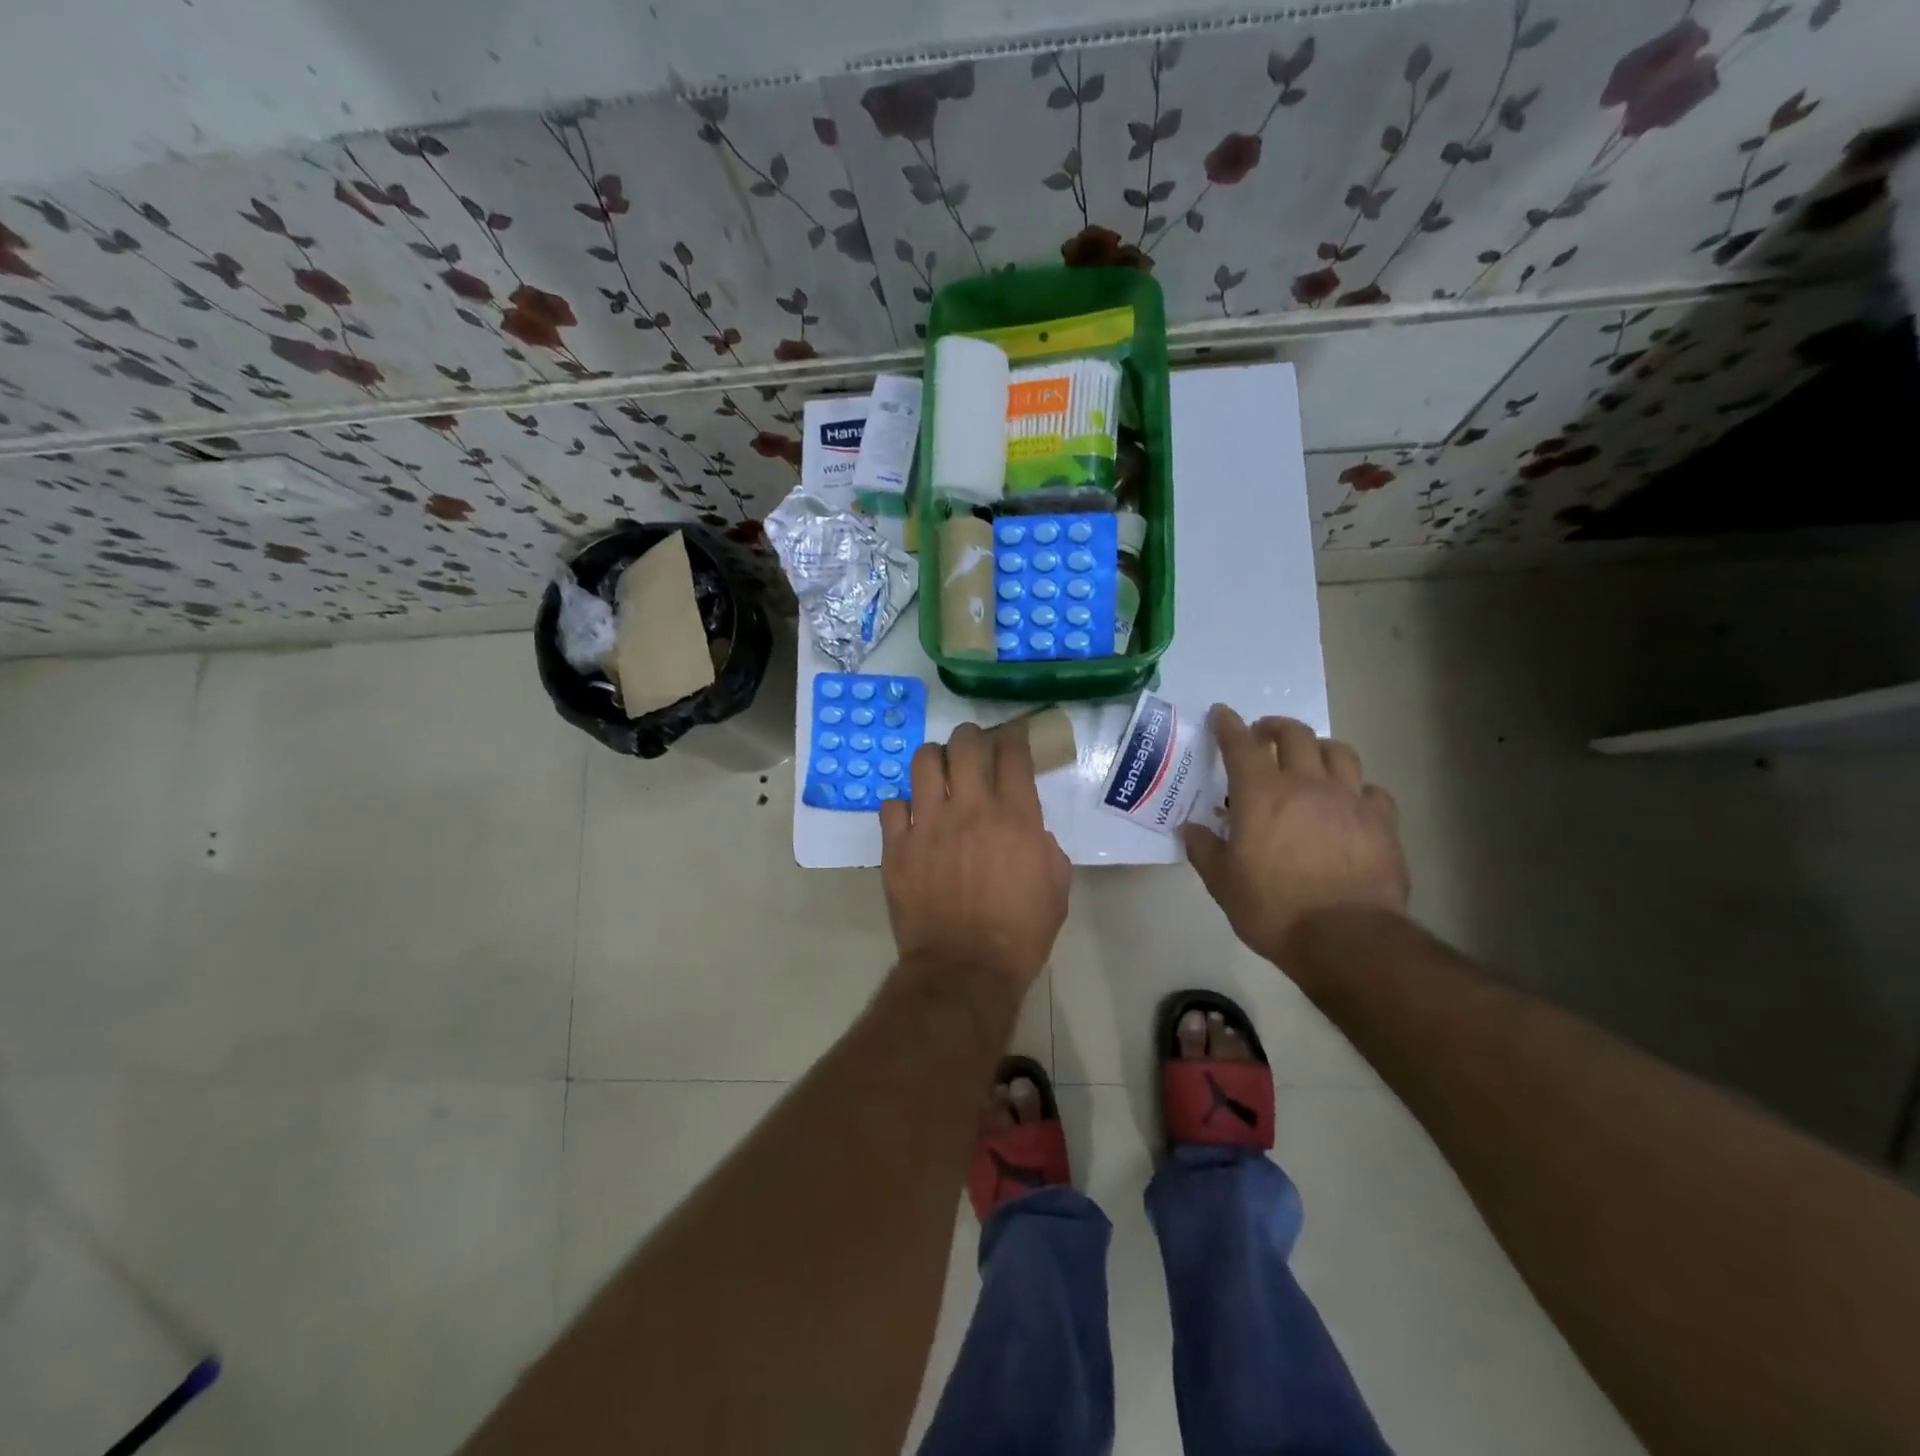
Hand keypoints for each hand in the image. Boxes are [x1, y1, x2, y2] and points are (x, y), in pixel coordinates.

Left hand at [881, 722, 1069, 989]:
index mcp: (1016, 818)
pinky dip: (903, 805)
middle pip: (965, 745)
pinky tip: (911, 817)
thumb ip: (1046, 848)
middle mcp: (971, 810)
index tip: (1012, 735)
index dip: (1014, 736)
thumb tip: (1030, 830)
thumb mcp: (1056, 890)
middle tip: (972, 746)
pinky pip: (892, 804)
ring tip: (938, 770)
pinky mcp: (897, 846)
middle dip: (971, 736)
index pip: (1013, 754)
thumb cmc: (1020, 934)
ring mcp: (928, 824)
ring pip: (924, 762)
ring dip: (935, 759)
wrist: (965, 970)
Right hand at [1182, 706, 1409, 967]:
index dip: (1228, 725)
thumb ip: (1205, 850)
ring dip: (1319, 747)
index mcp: (1261, 795)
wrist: (1345, 939)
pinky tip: (1351, 802)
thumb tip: (1191, 829)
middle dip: (1275, 727)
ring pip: (1338, 752)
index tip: (1221, 714)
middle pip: (1295, 735)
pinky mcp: (1382, 822)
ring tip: (1311, 758)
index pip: (1241, 745)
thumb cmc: (1273, 909)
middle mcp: (1306, 785)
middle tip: (1263, 734)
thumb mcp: (1223, 884)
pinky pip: (1372, 790)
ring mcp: (1349, 800)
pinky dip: (1357, 788)